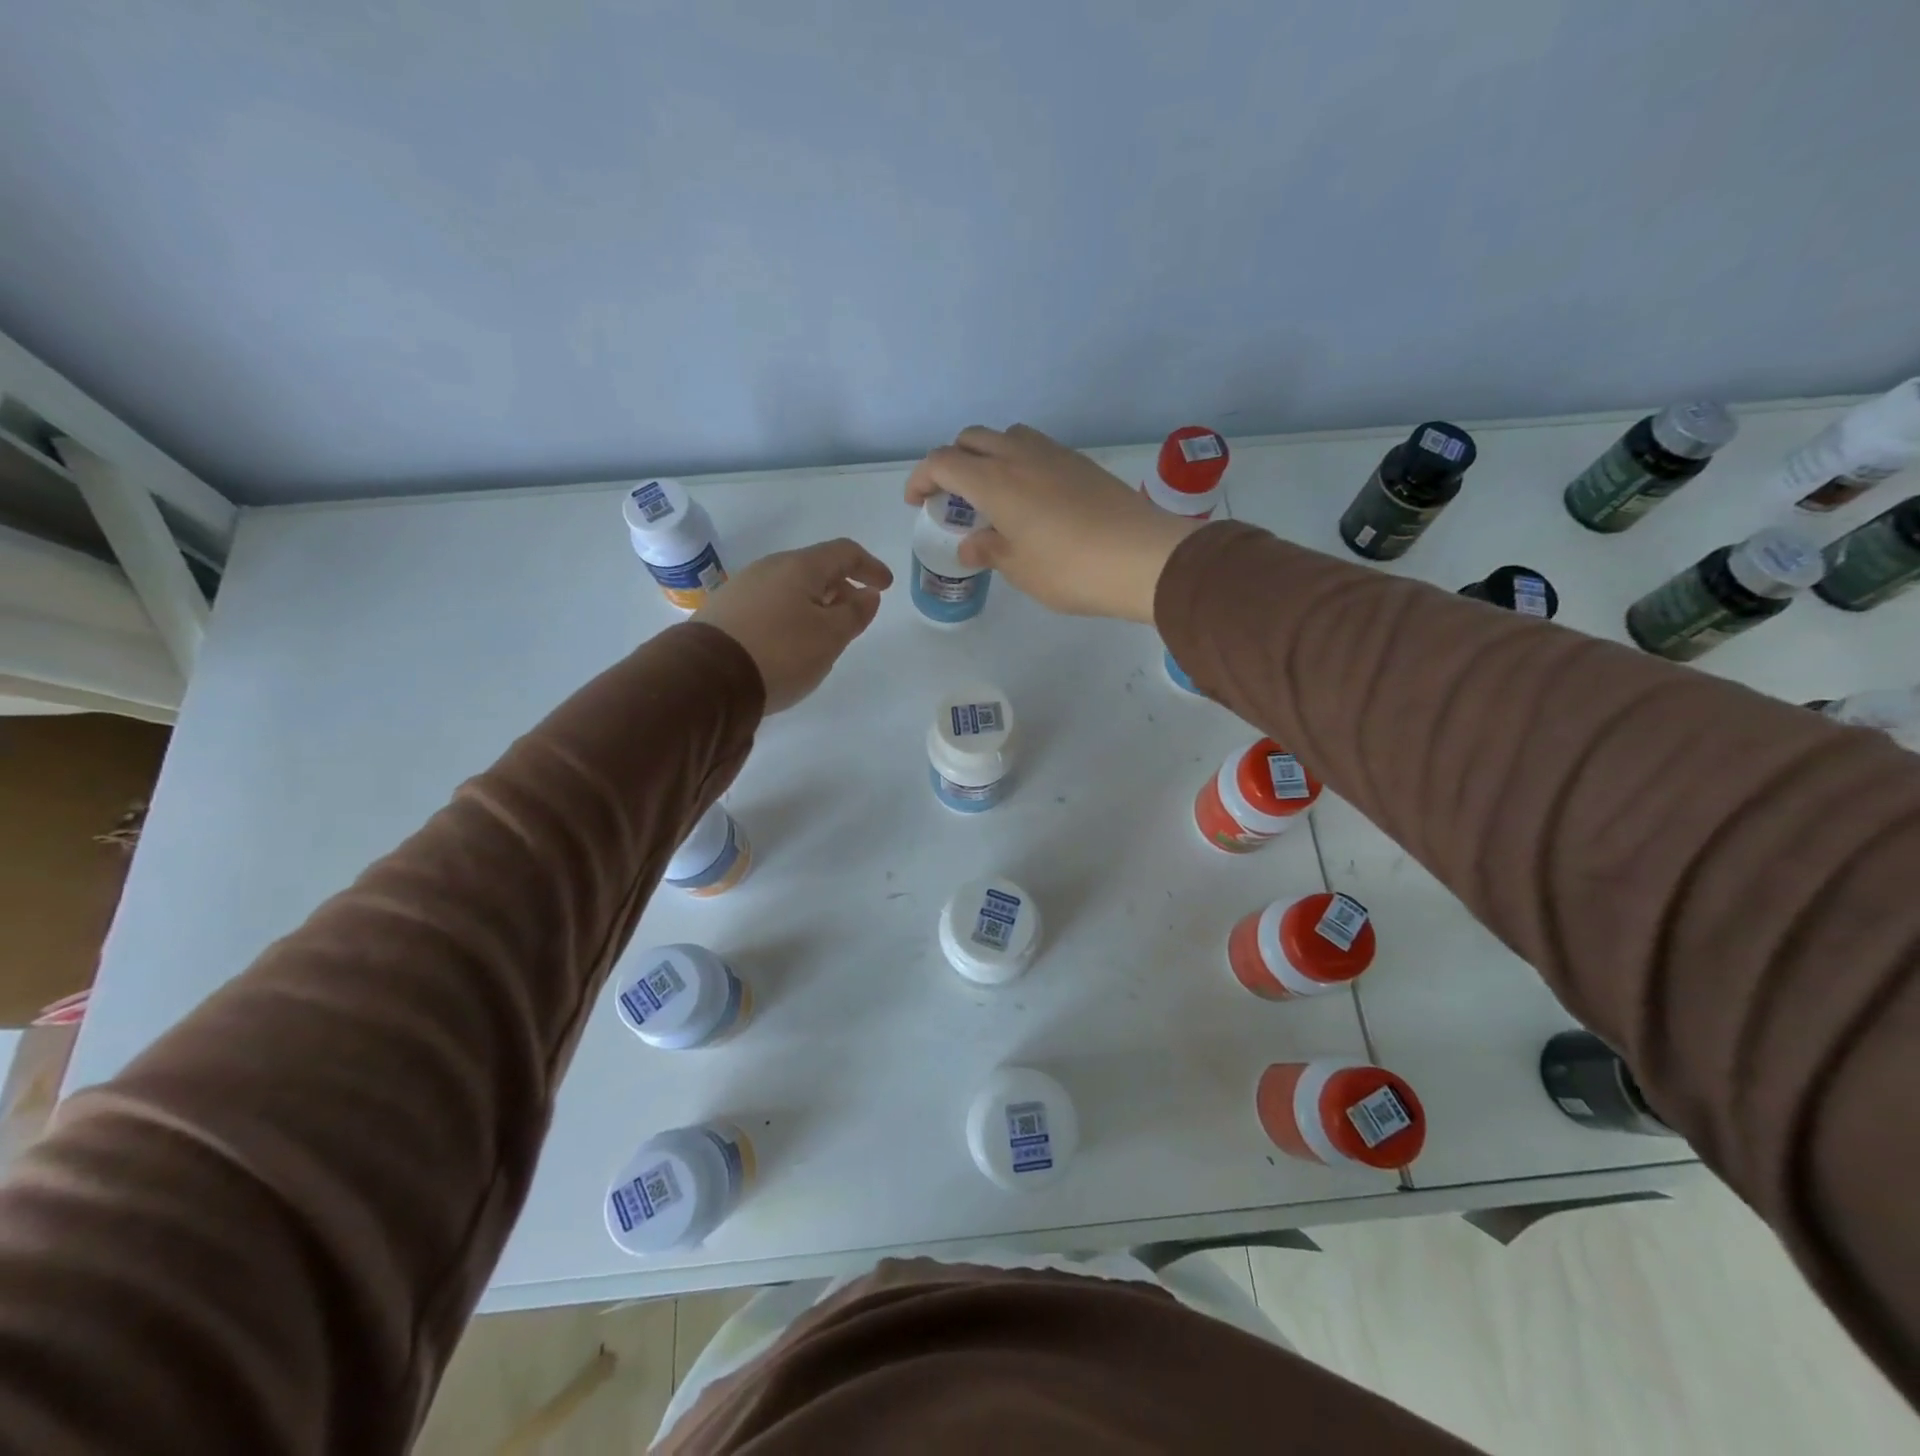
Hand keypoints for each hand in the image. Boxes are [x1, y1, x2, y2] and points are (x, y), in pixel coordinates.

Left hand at [694, 539, 892, 712]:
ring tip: (824, 633)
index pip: (844, 552)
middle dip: (841, 587)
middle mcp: (768, 568)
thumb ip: (855, 613)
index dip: (869, 566)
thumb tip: (868, 594)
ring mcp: (742, 588)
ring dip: (815, 603)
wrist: (707, 678)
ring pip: (790, 587)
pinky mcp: (724, 612)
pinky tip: (790, 642)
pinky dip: (791, 614)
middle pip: (815, 568)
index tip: (885, 586)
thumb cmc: (781, 653)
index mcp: (799, 567)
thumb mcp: (830, 636)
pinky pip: (770, 604)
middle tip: (856, 614)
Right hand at [903, 424, 1203, 622]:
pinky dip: (1019, 461)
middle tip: (952, 495)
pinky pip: (1037, 448)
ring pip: (1008, 435)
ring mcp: (1055, 454)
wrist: (1142, 558)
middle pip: (972, 438)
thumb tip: (971, 544)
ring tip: (992, 491)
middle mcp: (1020, 455)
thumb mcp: (1019, 568)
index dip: (921, 478)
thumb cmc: (1069, 569)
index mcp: (994, 480)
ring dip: (988, 454)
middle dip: (952, 460)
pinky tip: (1030, 496)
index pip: (943, 462)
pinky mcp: (1081, 463)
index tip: (917, 502)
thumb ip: (988, 550)